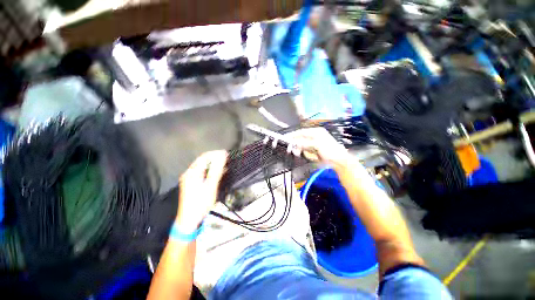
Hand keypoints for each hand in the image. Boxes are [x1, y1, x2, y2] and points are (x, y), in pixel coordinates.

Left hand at [176, 150, 226, 231]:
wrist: (189, 220)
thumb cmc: (201, 203)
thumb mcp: (210, 186)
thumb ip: (216, 170)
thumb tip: (222, 156)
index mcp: (192, 172)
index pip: (204, 157)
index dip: (216, 154)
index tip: (227, 154)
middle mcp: (189, 173)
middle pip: (203, 161)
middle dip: (215, 158)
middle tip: (227, 159)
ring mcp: (190, 179)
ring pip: (203, 167)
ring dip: (214, 164)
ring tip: (225, 165)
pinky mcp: (192, 184)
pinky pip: (203, 173)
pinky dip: (211, 171)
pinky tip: (218, 173)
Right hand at [287, 127, 352, 169]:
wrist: (339, 161)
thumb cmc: (330, 151)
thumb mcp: (317, 145)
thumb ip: (305, 143)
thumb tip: (295, 142)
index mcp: (316, 132)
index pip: (302, 132)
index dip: (293, 134)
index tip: (285, 138)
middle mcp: (314, 136)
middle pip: (301, 137)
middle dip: (294, 142)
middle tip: (289, 148)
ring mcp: (314, 142)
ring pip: (301, 143)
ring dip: (297, 147)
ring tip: (295, 152)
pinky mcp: (313, 149)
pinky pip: (304, 148)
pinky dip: (301, 150)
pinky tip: (299, 152)